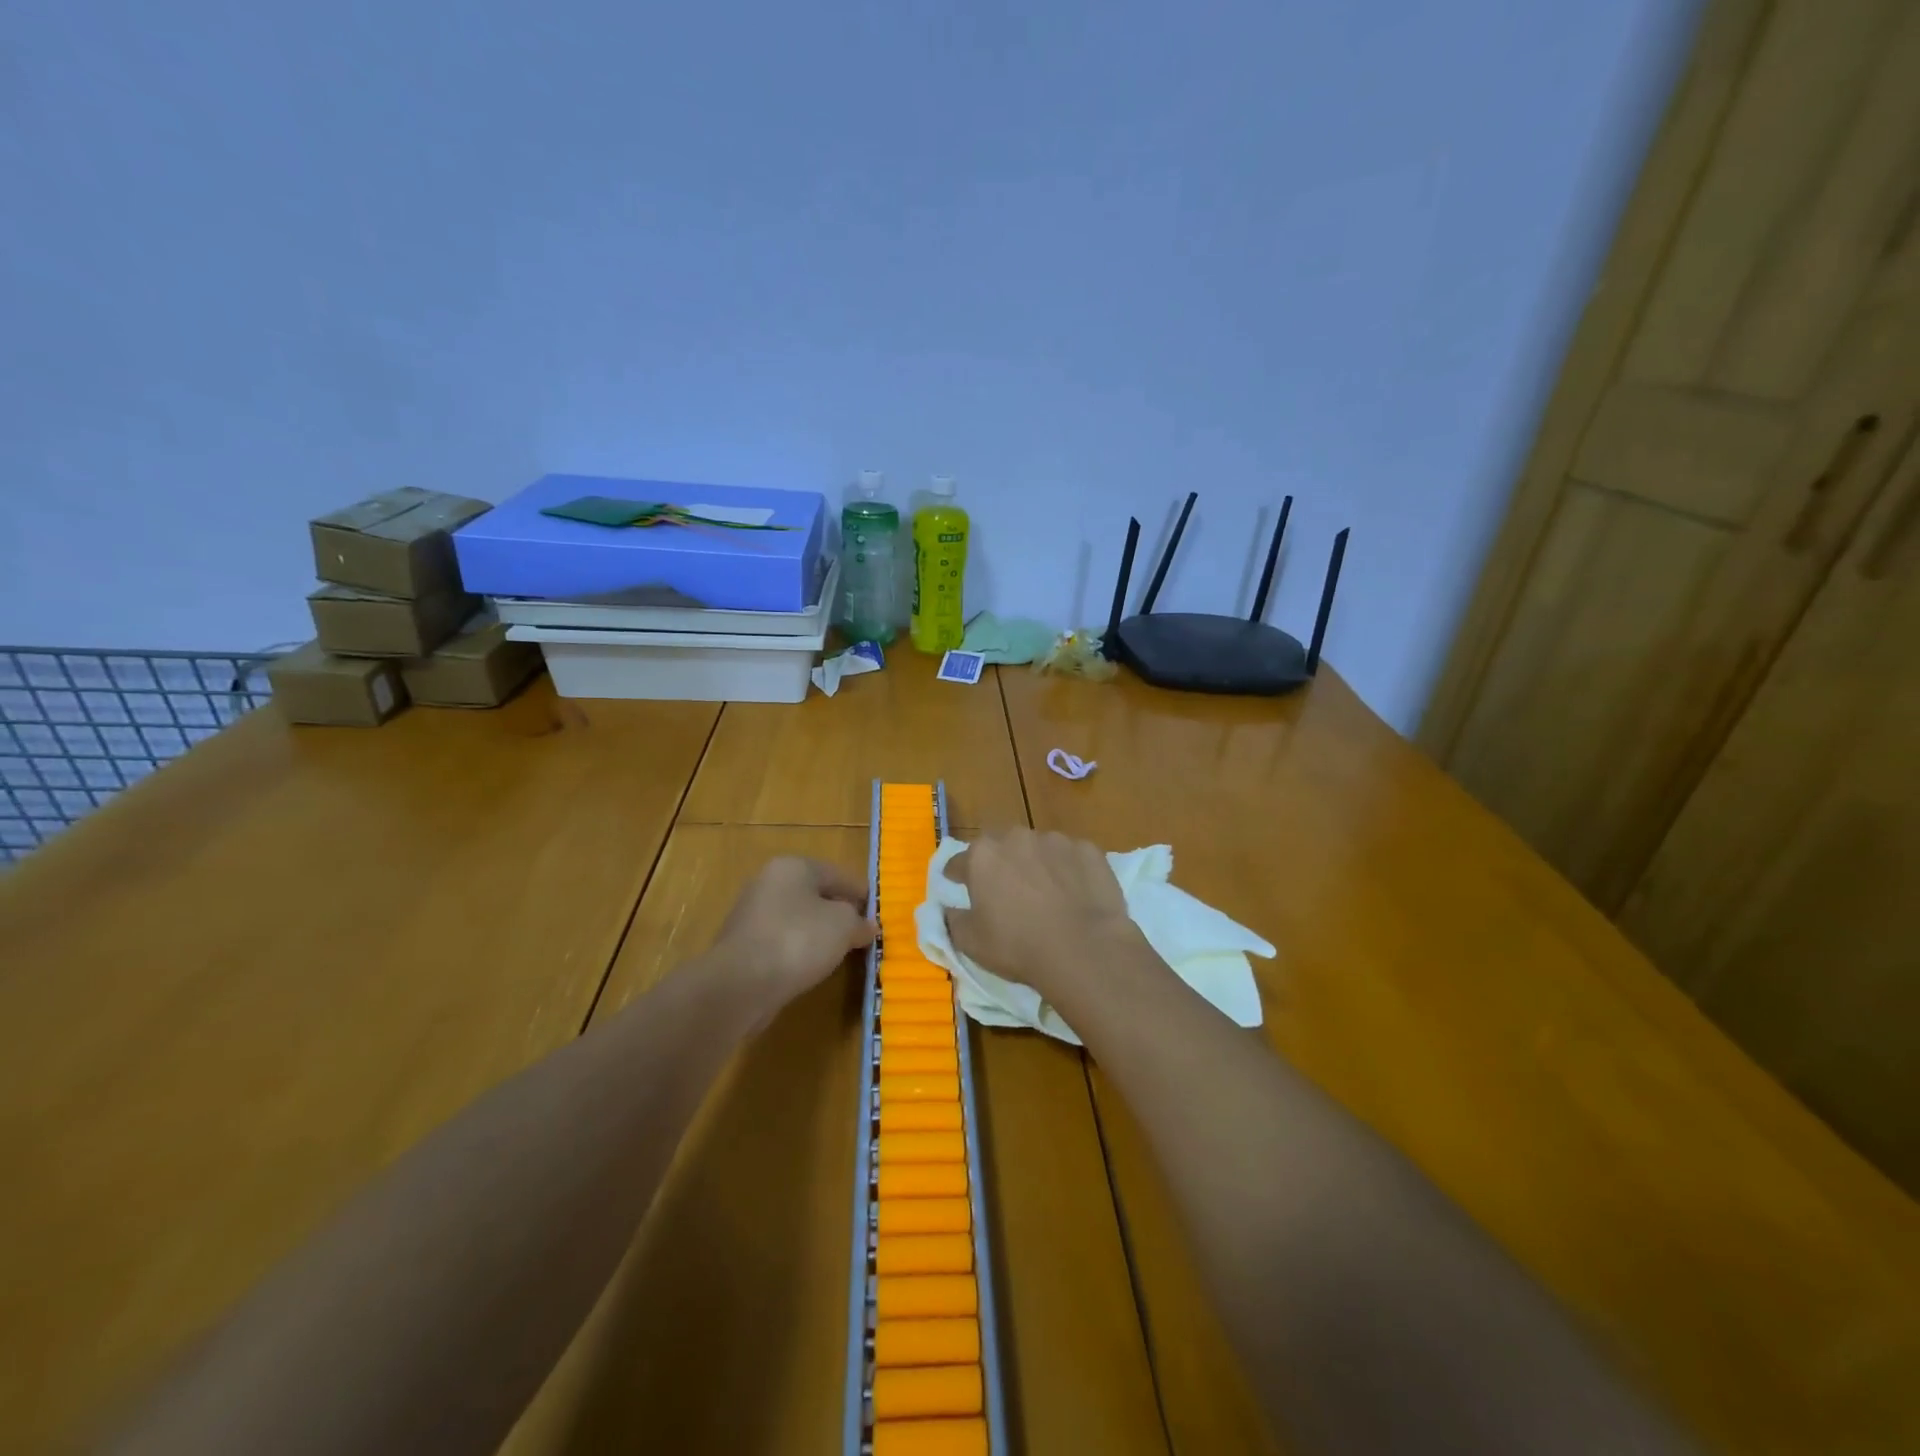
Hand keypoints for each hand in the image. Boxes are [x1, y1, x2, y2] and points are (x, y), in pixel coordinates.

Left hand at [709, 857, 875, 1020]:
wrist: (739, 984)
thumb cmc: (798, 940)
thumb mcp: (843, 926)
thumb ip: (859, 922)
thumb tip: (867, 926)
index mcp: (794, 867)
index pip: (838, 874)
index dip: (862, 893)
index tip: (878, 913)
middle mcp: (769, 882)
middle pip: (815, 894)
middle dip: (839, 913)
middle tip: (861, 933)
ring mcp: (752, 914)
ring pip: (798, 919)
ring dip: (818, 933)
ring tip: (840, 953)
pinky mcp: (742, 944)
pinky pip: (782, 941)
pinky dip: (798, 950)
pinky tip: (810, 967)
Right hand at [944, 829, 1142, 1004]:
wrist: (1084, 949)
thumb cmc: (1018, 946)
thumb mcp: (970, 943)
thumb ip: (953, 920)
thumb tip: (949, 909)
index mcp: (982, 855)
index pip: (959, 862)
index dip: (957, 875)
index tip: (959, 885)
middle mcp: (1016, 837)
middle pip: (1000, 847)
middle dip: (1000, 864)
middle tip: (1006, 892)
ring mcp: (1055, 840)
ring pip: (1038, 849)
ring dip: (1036, 864)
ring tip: (1046, 894)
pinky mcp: (1088, 850)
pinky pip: (1071, 857)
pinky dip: (1069, 870)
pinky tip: (1075, 894)